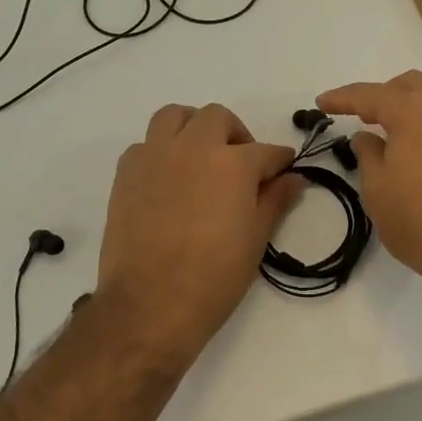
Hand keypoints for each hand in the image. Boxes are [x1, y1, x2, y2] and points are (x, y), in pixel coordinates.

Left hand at [96, 103, 302, 365]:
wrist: (149, 304)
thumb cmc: (213, 277)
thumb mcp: (255, 240)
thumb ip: (275, 200)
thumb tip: (294, 178)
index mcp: (232, 163)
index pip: (266, 152)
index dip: (279, 161)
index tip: (283, 170)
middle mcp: (194, 147)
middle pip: (218, 118)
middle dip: (235, 135)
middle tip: (240, 165)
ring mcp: (155, 155)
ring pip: (175, 116)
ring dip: (192, 127)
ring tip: (200, 155)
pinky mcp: (126, 171)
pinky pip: (145, 144)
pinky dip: (159, 151)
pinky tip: (167, 178)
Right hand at [317, 71, 421, 303]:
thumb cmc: (418, 218)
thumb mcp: (377, 188)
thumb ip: (368, 155)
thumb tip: (366, 137)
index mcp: (414, 112)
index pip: (371, 94)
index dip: (343, 97)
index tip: (322, 103)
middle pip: (412, 85)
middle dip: (384, 94)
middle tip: (364, 117)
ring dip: (411, 113)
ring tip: (392, 139)